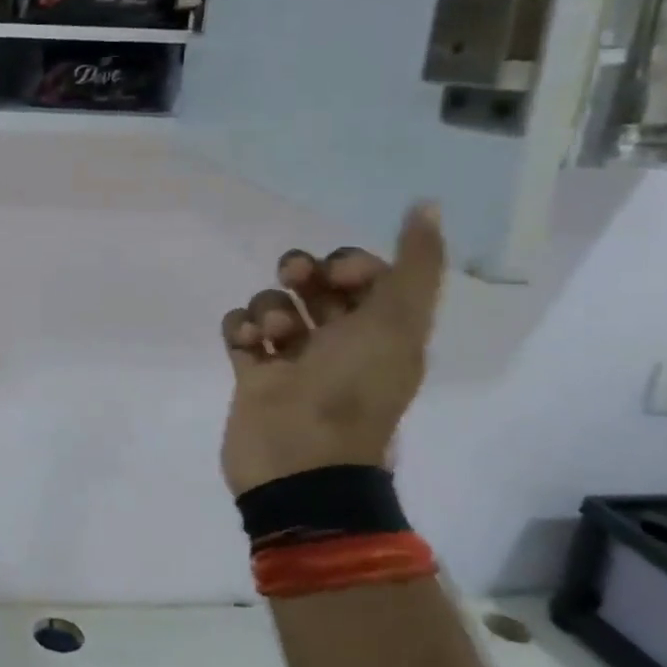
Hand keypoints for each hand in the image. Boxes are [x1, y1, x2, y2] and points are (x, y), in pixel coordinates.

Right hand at [219, 203, 445, 495]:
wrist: (300, 461)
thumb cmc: (351, 389)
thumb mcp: (398, 322)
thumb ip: (416, 264)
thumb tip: (427, 204)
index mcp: (379, 330)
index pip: (361, 273)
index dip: (348, 263)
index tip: (337, 276)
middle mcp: (337, 339)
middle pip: (313, 282)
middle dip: (301, 272)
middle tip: (294, 282)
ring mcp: (291, 358)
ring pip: (273, 305)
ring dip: (268, 309)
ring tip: (272, 338)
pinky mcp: (252, 374)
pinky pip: (238, 330)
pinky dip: (238, 328)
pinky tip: (246, 344)